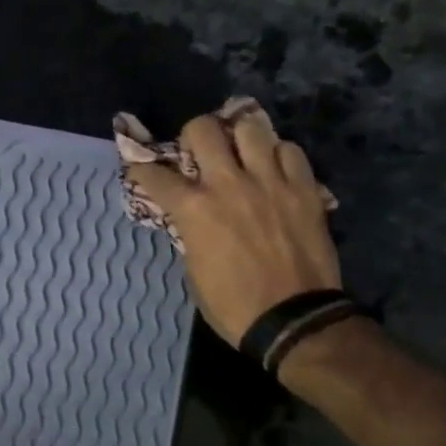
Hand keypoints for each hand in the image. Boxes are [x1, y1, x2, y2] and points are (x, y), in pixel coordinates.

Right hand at [125, 104, 341, 346]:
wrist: (291, 319)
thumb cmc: (232, 304)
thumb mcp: (194, 268)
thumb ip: (190, 231)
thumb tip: (189, 215)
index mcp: (194, 209)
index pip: (155, 174)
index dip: (142, 169)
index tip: (141, 169)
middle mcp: (228, 183)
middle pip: (203, 128)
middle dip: (194, 135)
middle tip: (199, 151)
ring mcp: (270, 181)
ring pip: (251, 126)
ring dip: (239, 137)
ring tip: (241, 151)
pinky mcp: (304, 188)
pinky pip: (290, 150)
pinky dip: (277, 155)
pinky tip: (274, 170)